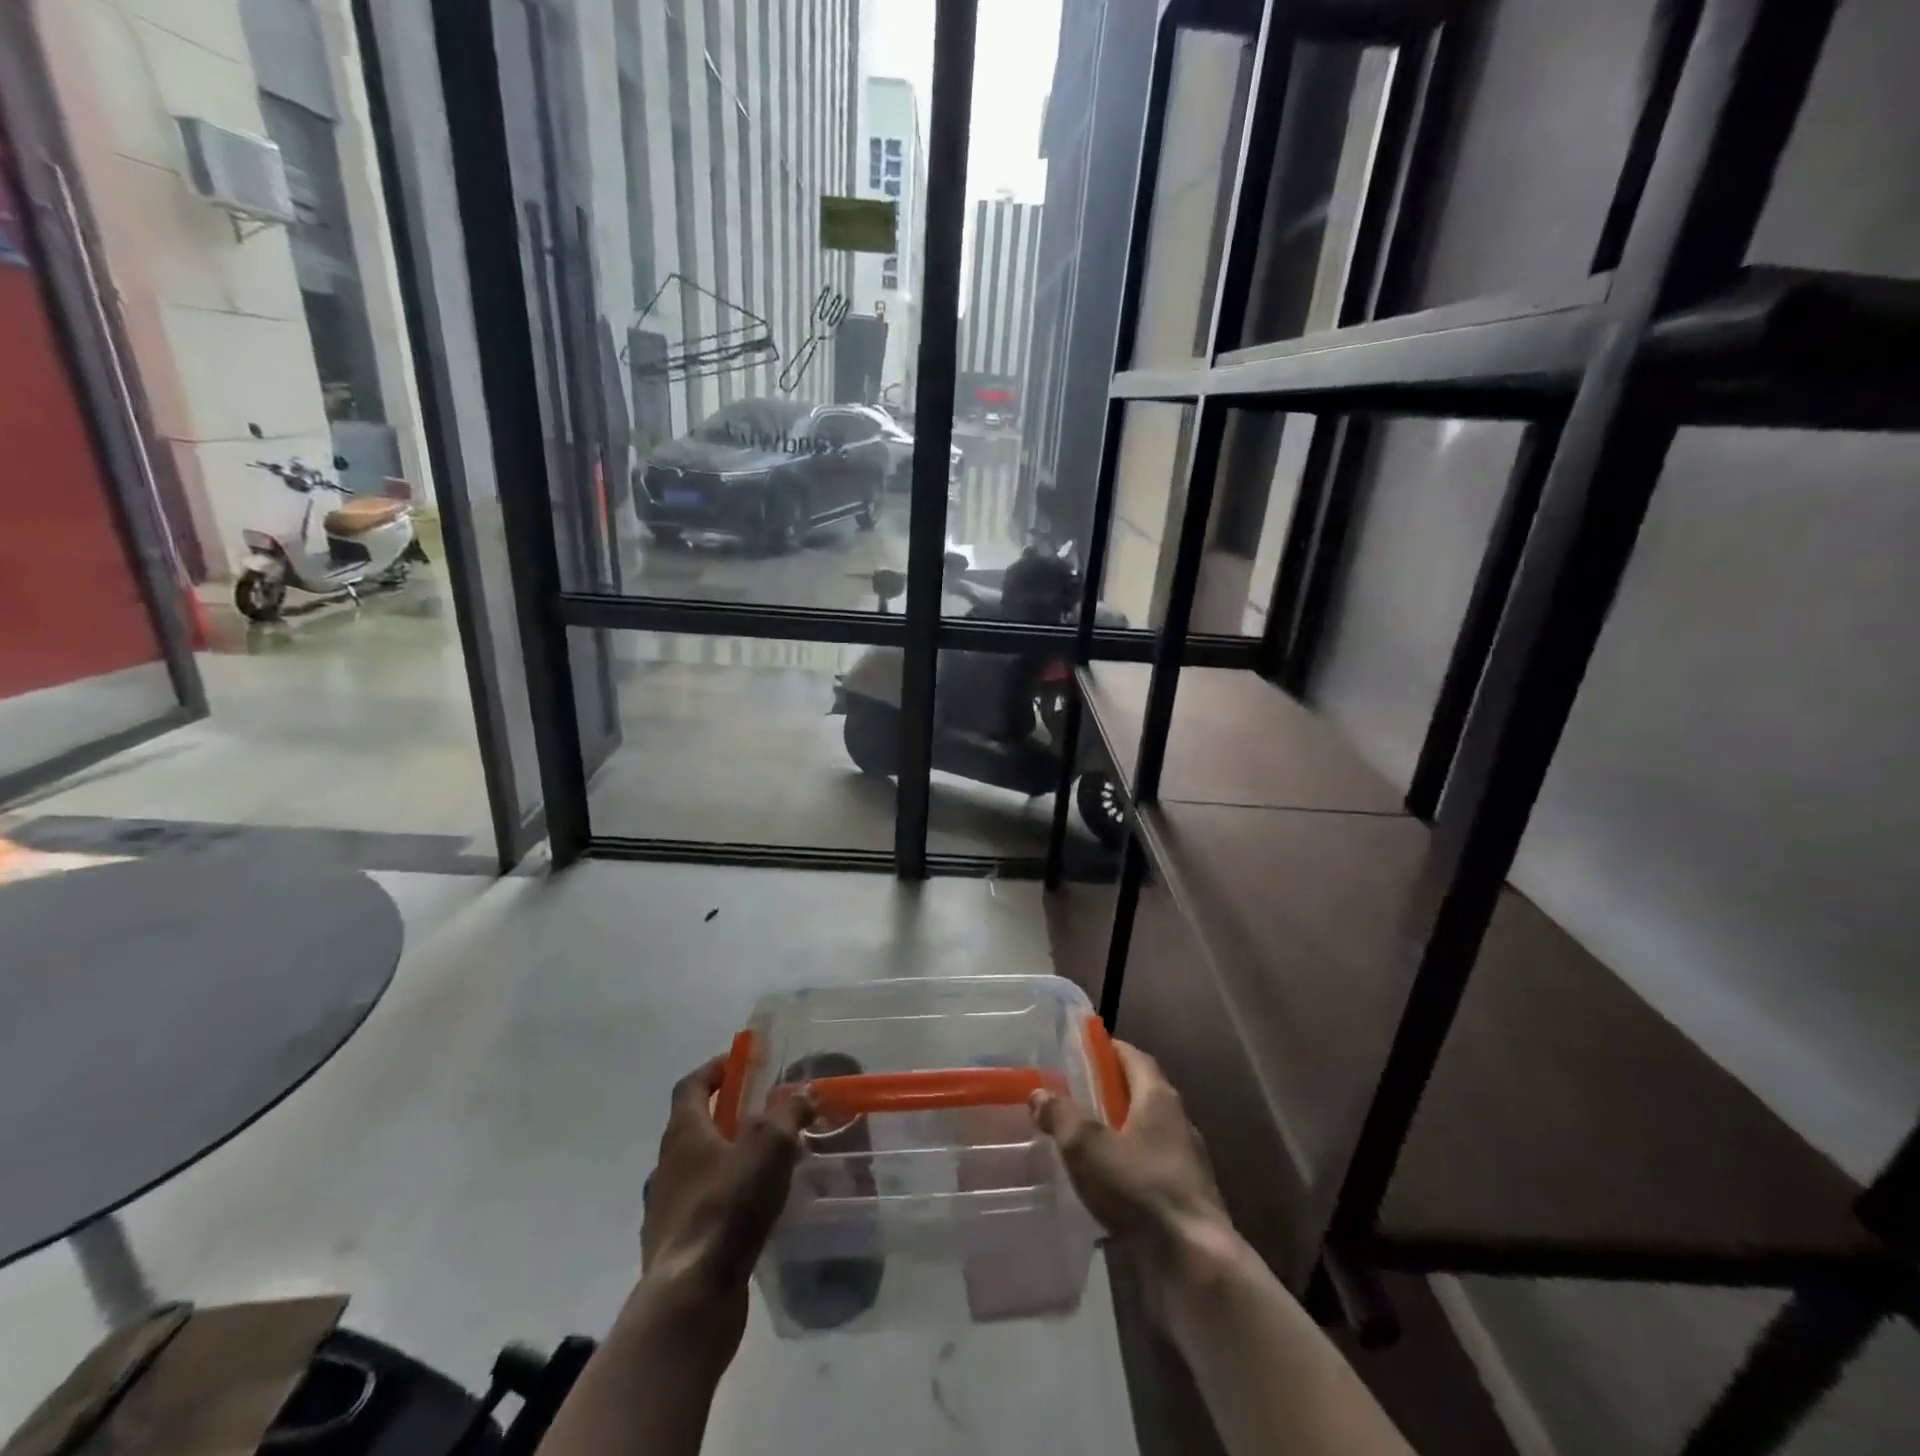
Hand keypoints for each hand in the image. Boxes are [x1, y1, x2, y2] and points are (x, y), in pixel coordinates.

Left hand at [633, 1056, 814, 1353]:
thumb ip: (788, 1112)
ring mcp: (664, 1210)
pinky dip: (724, 1201)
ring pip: (697, 1171)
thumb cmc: (728, 1206)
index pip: (691, 1085)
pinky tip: (752, 1214)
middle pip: (694, 1127)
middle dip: (727, 1116)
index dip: (715, 1069)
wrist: (690, 1298)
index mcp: (683, 1133)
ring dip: (727, 1161)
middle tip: (764, 1115)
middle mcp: (666, 1166)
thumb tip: (804, 1093)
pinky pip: (701, 1210)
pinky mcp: (673, 1248)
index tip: (741, 1063)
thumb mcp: (770, 1145)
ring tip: (765, 1167)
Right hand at [1031, 1040, 1236, 1291]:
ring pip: (1143, 1134)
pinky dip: (1124, 1167)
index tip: (1080, 1048)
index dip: (1108, 1049)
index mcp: (1159, 1098)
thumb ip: (1061, 1115)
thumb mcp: (1087, 1146)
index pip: (1133, 1057)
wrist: (1193, 1264)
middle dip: (1107, 1091)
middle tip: (1069, 1093)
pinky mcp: (1181, 1200)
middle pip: (1139, 1094)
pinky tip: (1100, 1184)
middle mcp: (1177, 1123)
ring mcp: (1184, 1164)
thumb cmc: (1140, 1188)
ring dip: (1116, 1132)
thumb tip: (1039, 1093)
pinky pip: (1147, 1169)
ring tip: (1078, 1139)